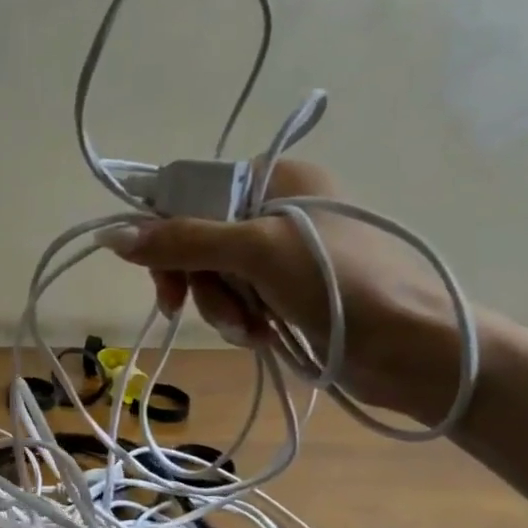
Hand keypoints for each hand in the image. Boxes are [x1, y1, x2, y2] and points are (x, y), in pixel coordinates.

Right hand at [102, 158, 462, 422]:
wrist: (414, 349)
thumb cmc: (338, 283)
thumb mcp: (255, 252)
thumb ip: (183, 241)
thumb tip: (113, 235)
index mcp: (277, 179)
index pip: (195, 194)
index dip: (169, 231)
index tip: (162, 272)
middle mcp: (278, 209)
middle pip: (200, 239)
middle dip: (198, 280)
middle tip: (186, 307)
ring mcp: (285, 254)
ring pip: (216, 276)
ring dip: (220, 306)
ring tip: (249, 329)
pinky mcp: (291, 292)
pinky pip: (239, 300)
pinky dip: (241, 320)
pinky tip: (261, 336)